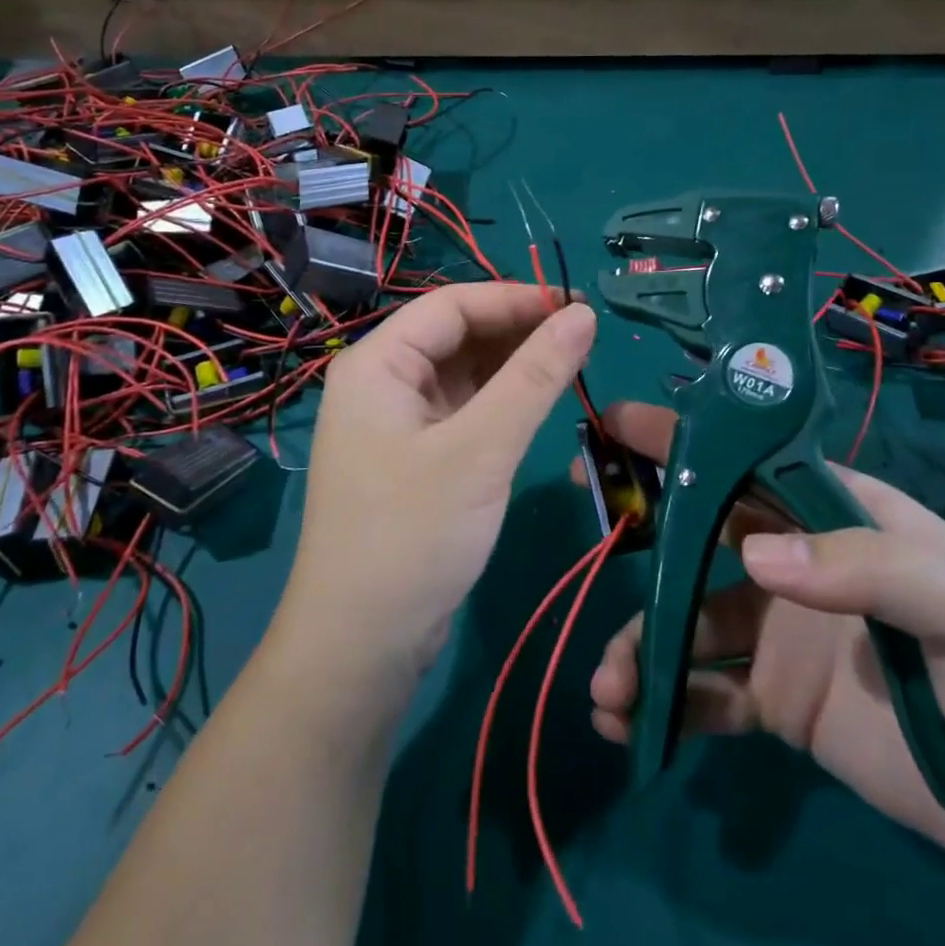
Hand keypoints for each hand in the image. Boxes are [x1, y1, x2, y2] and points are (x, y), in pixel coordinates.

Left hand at [274, 283, 596, 684]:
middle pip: (456, 335)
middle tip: (583, 340)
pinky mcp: (415, 457)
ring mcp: (396, 423)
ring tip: (571, 367)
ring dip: (513, 366)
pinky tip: (538, 405)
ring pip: (463, 373)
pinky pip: (463, 410)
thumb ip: (535, 377)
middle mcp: (381, 383)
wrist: (361, 646)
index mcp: (377, 364)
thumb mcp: (481, 450)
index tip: (577, 308)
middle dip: (516, 332)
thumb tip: (583, 315)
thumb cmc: (413, 536)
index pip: (452, 305)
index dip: (515, 299)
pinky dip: (501, 403)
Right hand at [585, 402, 944, 875]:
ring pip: (685, 621)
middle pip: (698, 533)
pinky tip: (630, 726)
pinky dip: (662, 704)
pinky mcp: (772, 701)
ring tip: (611, 686)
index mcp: (835, 518)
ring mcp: (776, 632)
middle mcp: (794, 564)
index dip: (684, 440)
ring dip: (640, 644)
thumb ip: (872, 569)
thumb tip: (751, 556)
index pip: (749, 464)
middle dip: (637, 528)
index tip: (617, 424)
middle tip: (583, 522)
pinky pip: (702, 693)